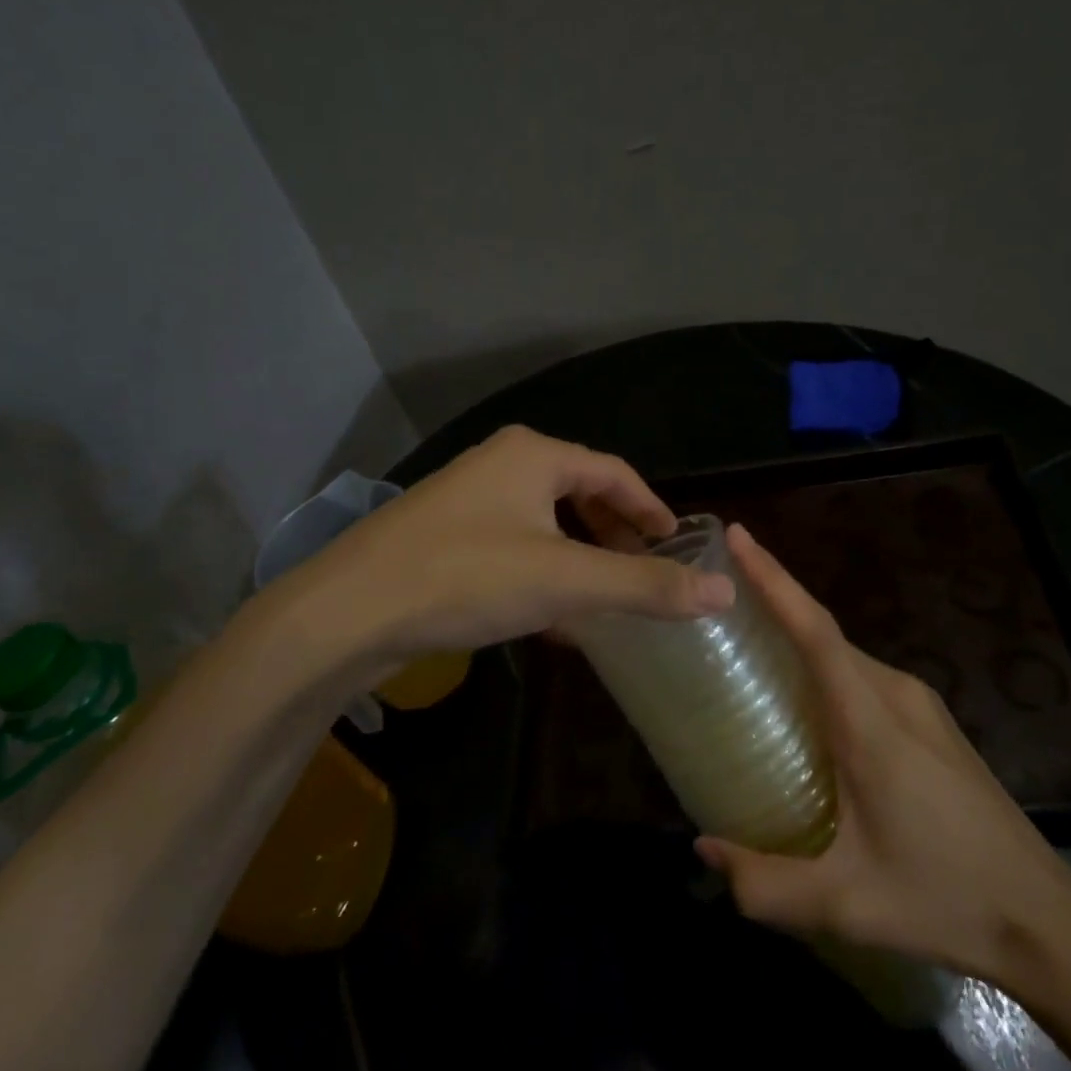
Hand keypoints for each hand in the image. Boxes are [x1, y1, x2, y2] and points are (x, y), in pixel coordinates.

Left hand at [258, 426, 734, 681]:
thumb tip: (723, 590)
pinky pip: (513, 544)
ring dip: (580, 556)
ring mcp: (467, 498)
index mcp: (534, 455)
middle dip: (615, 533)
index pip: (614, 473)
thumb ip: (645, 586)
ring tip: (605, 594)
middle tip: (645, 570)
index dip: (651, 508)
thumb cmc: (465, 577)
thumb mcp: (566, 582)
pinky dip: (543, 571)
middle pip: (579, 492)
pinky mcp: (444, 534)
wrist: (347, 610)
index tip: (678, 544)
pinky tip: (551, 615)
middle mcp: (501, 463)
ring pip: (544, 521)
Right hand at [695, 524, 1070, 988]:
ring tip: (747, 647)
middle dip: (773, 601)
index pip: (814, 630)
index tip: (738, 536)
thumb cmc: (944, 899)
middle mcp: (897, 694)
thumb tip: (703, 847)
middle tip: (716, 600)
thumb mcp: (847, 904)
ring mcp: (921, 705)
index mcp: (872, 721)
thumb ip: (765, 884)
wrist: (1046, 919)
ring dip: (797, 638)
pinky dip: (823, 667)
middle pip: (824, 632)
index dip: (774, 579)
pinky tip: (804, 701)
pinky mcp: (931, 721)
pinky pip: (863, 675)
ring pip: (844, 654)